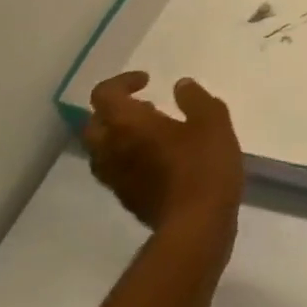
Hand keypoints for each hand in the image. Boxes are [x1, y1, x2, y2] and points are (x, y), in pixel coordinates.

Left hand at [84, 72, 244, 244]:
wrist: (196, 225)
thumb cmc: (203, 165)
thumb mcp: (212, 120)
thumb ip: (195, 98)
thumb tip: (180, 86)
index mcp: (127, 124)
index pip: (104, 95)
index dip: (122, 82)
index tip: (148, 81)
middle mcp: (112, 150)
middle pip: (94, 124)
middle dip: (115, 111)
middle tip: (145, 106)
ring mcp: (117, 179)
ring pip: (102, 151)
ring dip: (120, 136)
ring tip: (153, 132)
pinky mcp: (128, 200)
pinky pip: (117, 171)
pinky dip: (129, 158)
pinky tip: (161, 159)